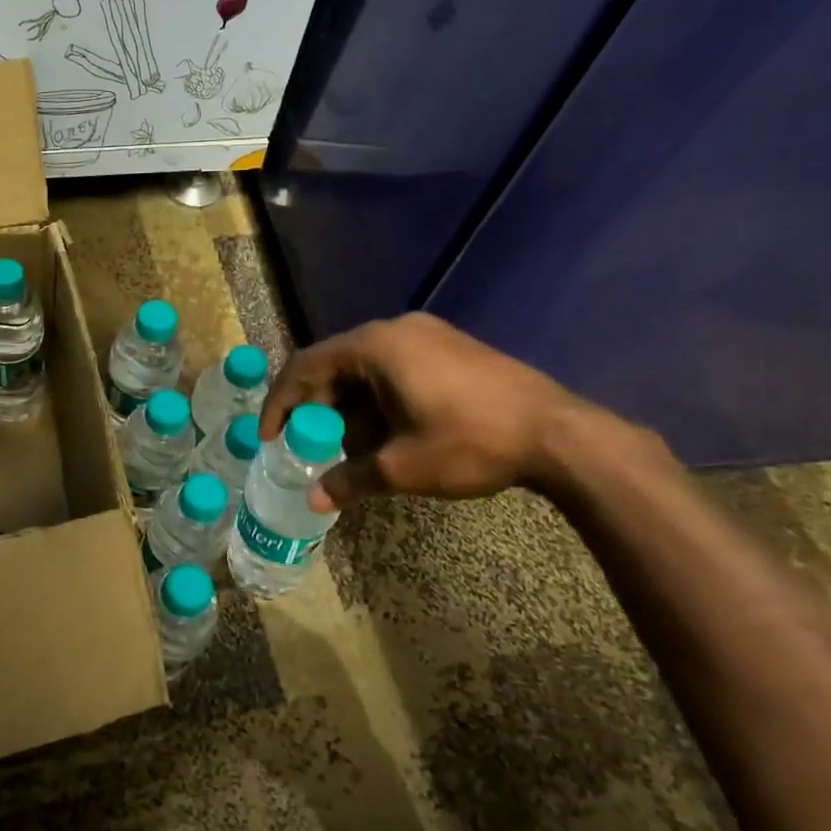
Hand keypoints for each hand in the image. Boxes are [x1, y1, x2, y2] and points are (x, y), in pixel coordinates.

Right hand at [258, 313, 591, 509]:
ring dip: (350, 407)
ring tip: (356, 449)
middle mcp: (395, 329)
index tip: (269, 437)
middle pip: (334, 365)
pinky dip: (378, 399)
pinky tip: (391, 433)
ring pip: (365, 368)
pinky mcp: (451, 346)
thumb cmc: (470, 443)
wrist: (561, 434)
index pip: (305, 367)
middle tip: (313, 447)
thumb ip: (350, 479)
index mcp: (374, 347)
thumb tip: (314, 501)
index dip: (280, 403)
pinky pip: (394, 367)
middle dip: (318, 410)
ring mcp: (427, 334)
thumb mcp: (402, 467)